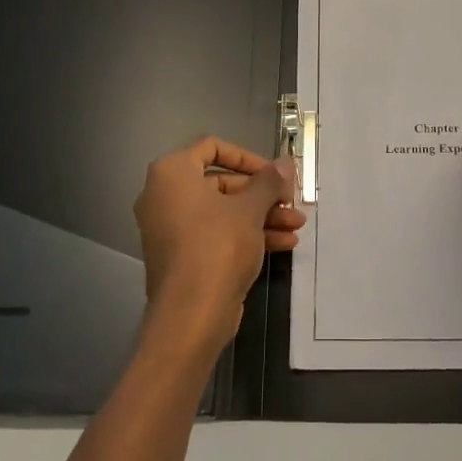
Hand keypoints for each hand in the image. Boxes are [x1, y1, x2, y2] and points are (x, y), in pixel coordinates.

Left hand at [133, 137, 303, 353]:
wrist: (191, 313)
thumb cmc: (217, 246)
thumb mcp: (250, 209)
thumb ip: (269, 181)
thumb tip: (285, 162)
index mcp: (172, 173)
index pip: (212, 147)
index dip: (247, 157)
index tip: (274, 173)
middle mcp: (164, 195)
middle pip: (221, 182)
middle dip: (262, 194)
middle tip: (292, 203)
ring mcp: (171, 228)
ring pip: (223, 211)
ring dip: (261, 215)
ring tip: (296, 226)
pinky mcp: (182, 255)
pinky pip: (216, 234)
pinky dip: (246, 234)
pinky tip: (284, 244)